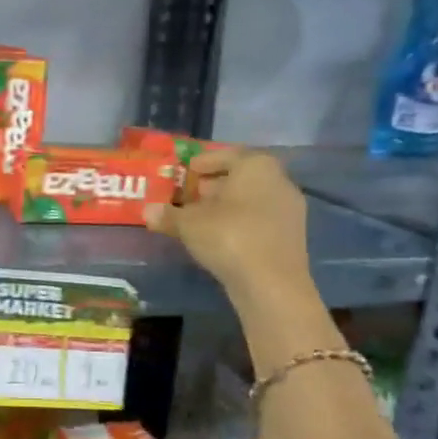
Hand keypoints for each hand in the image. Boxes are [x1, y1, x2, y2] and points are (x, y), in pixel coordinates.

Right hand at [145, 146, 313, 312]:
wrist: (271, 283)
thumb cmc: (229, 237)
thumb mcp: (189, 224)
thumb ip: (168, 214)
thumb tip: (147, 211)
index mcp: (256, 167)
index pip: (228, 155)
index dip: (205, 161)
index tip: (188, 169)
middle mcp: (278, 181)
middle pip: (242, 176)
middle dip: (215, 184)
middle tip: (190, 193)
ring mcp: (288, 210)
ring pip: (252, 199)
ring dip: (227, 205)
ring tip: (200, 217)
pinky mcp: (290, 236)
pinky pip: (259, 219)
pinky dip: (239, 222)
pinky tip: (219, 236)